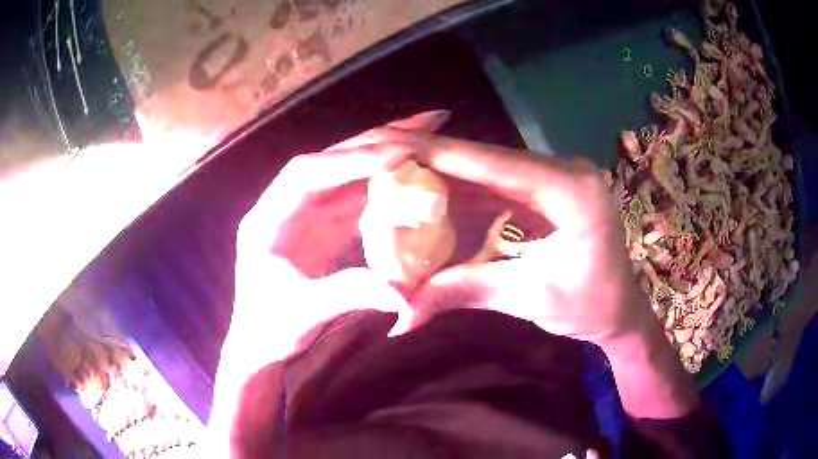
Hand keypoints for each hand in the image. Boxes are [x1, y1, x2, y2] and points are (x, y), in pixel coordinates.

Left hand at [230, 111, 449, 356]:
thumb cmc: (270, 330)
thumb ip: (348, 295)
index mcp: (266, 220)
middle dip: (375, 141)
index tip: (398, 153)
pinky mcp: (321, 229)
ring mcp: (304, 216)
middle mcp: (284, 207)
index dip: (350, 160)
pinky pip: (354, 199)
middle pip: (330, 162)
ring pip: (346, 176)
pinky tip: (409, 177)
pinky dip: (382, 186)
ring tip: (424, 139)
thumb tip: (401, 291)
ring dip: (382, 156)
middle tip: (424, 123)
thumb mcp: (304, 314)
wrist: (260, 346)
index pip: (307, 174)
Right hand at [405, 136, 655, 345]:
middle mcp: (564, 171)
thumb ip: (461, 292)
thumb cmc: (588, 307)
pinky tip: (430, 193)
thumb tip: (400, 316)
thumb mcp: (527, 298)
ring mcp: (556, 177)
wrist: (619, 311)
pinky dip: (464, 192)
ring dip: (443, 175)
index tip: (386, 144)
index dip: (436, 152)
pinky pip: (499, 185)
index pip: (492, 162)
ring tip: (393, 172)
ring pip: (489, 170)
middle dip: (430, 159)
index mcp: (571, 189)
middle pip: (486, 159)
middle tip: (378, 157)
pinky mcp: (548, 190)